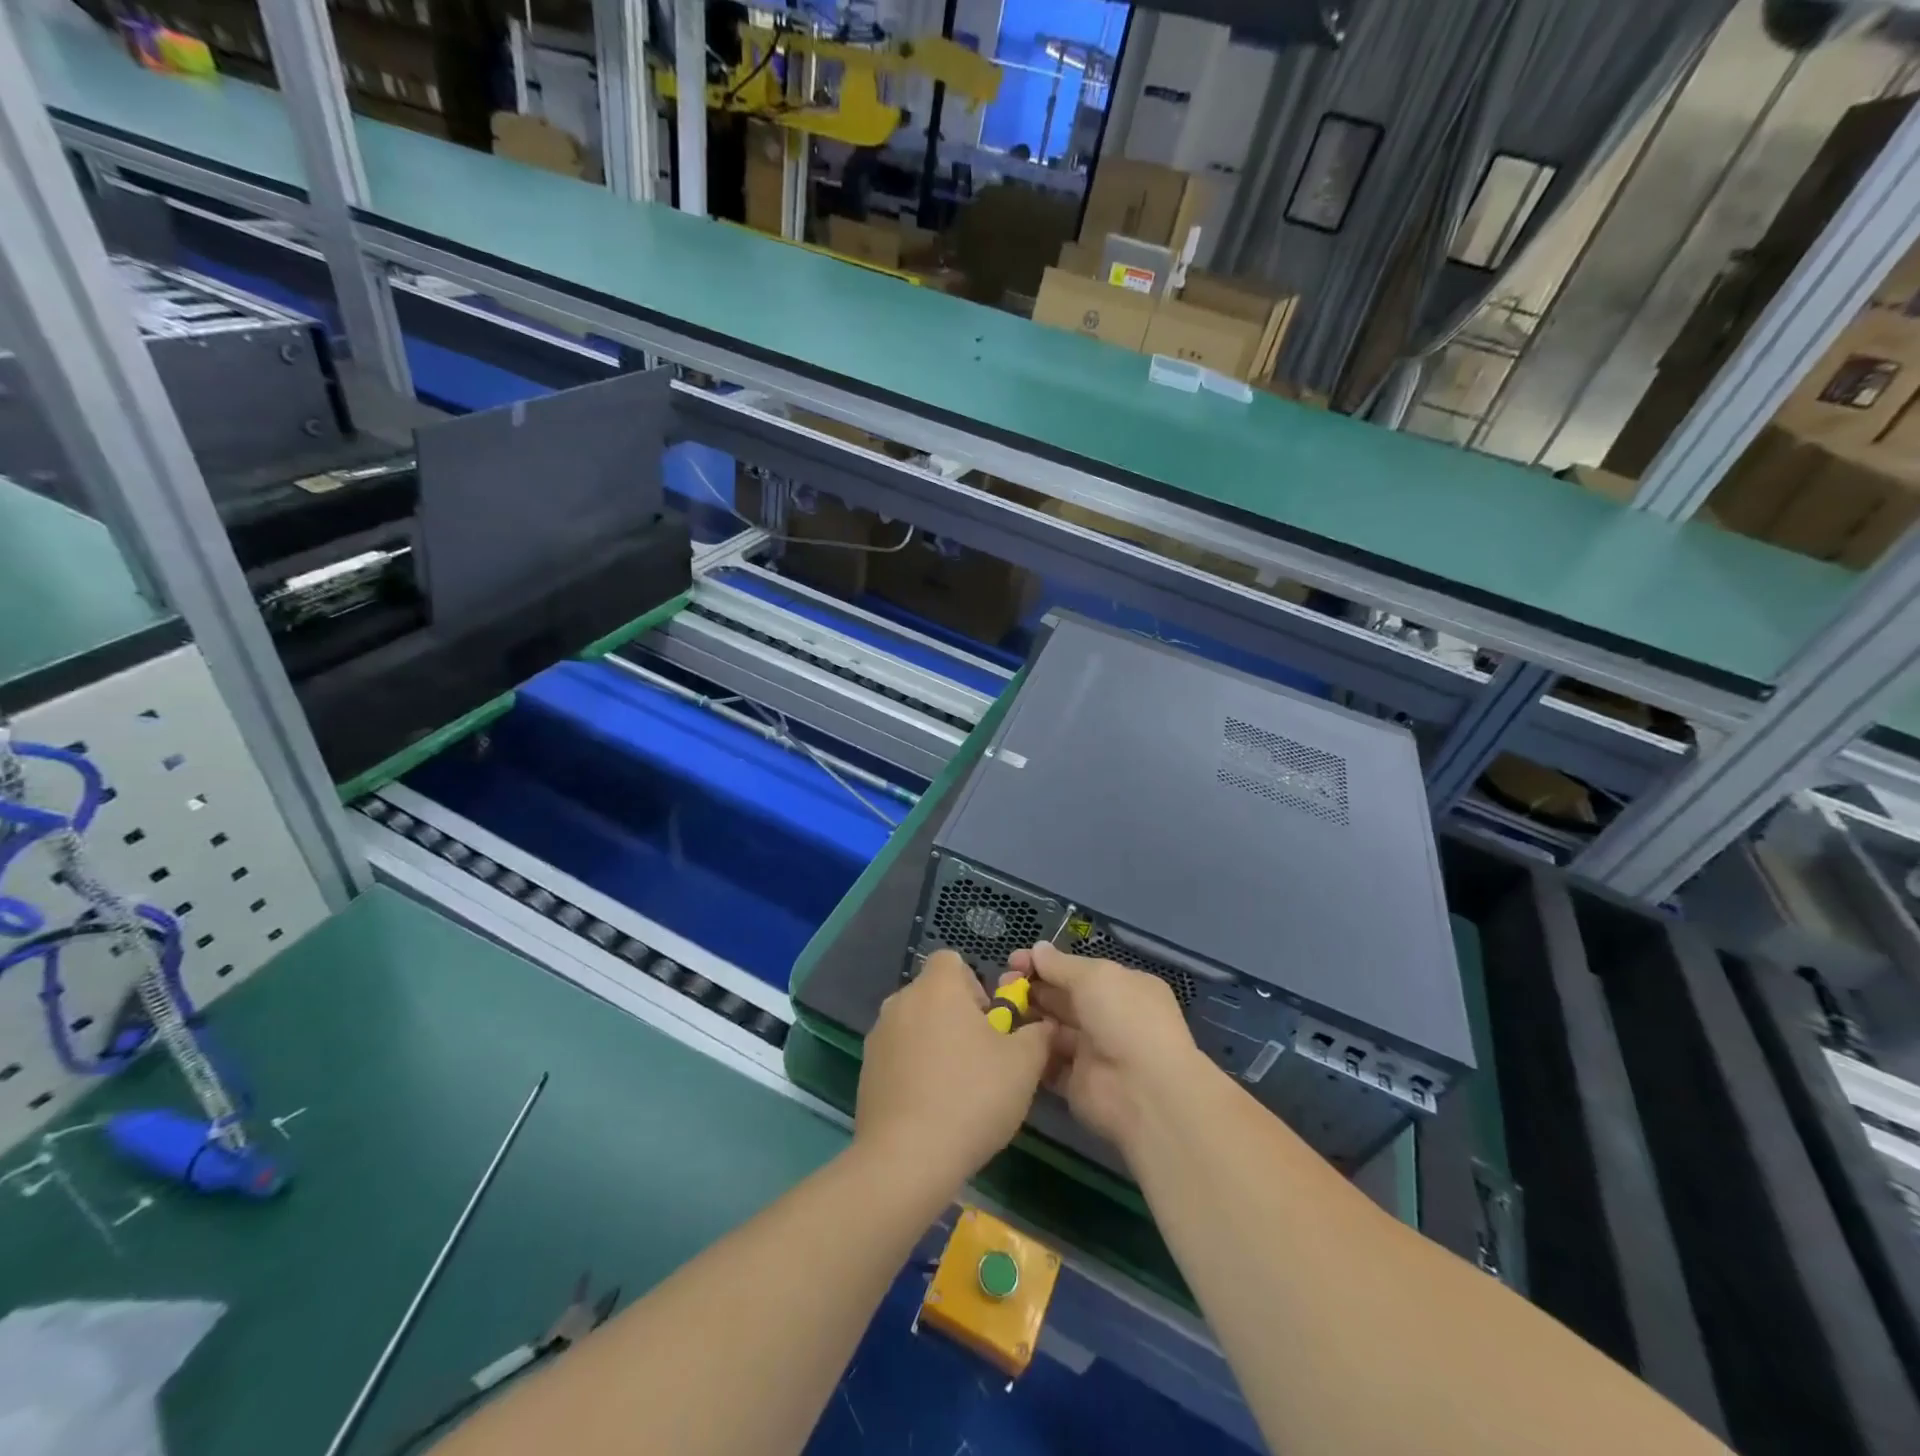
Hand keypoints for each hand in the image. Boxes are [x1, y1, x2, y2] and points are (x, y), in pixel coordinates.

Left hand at [855, 950, 1053, 1193]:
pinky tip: (931, 1107)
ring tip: (957, 1088)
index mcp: (937, 987)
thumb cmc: (971, 1097)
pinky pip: (898, 1055)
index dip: (975, 984)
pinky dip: (914, 1069)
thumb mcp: (1024, 1064)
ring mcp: (878, 1036)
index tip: (989, 1022)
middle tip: (982, 1058)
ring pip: (916, 1025)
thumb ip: (1038, 1034)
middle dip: (958, 1017)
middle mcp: (901, 1000)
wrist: (906, 1159)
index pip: (952, 960)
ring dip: (936, 1043)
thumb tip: (1042, 1025)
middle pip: (934, 993)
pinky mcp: (866, 1070)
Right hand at [1010, 941, 1207, 1153]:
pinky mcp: (1075, 1082)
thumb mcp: (1095, 977)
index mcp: (1121, 987)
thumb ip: (1061, 965)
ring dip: (1026, 1017)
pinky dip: (1029, 1050)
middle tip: (1000, 984)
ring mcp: (1091, 1051)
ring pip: (1051, 1028)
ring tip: (997, 1008)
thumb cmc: (1124, 1019)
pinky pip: (1047, 1062)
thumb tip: (1037, 949)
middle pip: (1061, 998)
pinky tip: (1006, 1038)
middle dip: (1031, 988)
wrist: (1144, 1091)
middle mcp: (1107, 1017)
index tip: (1014, 960)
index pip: (1076, 971)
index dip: (1045, 964)